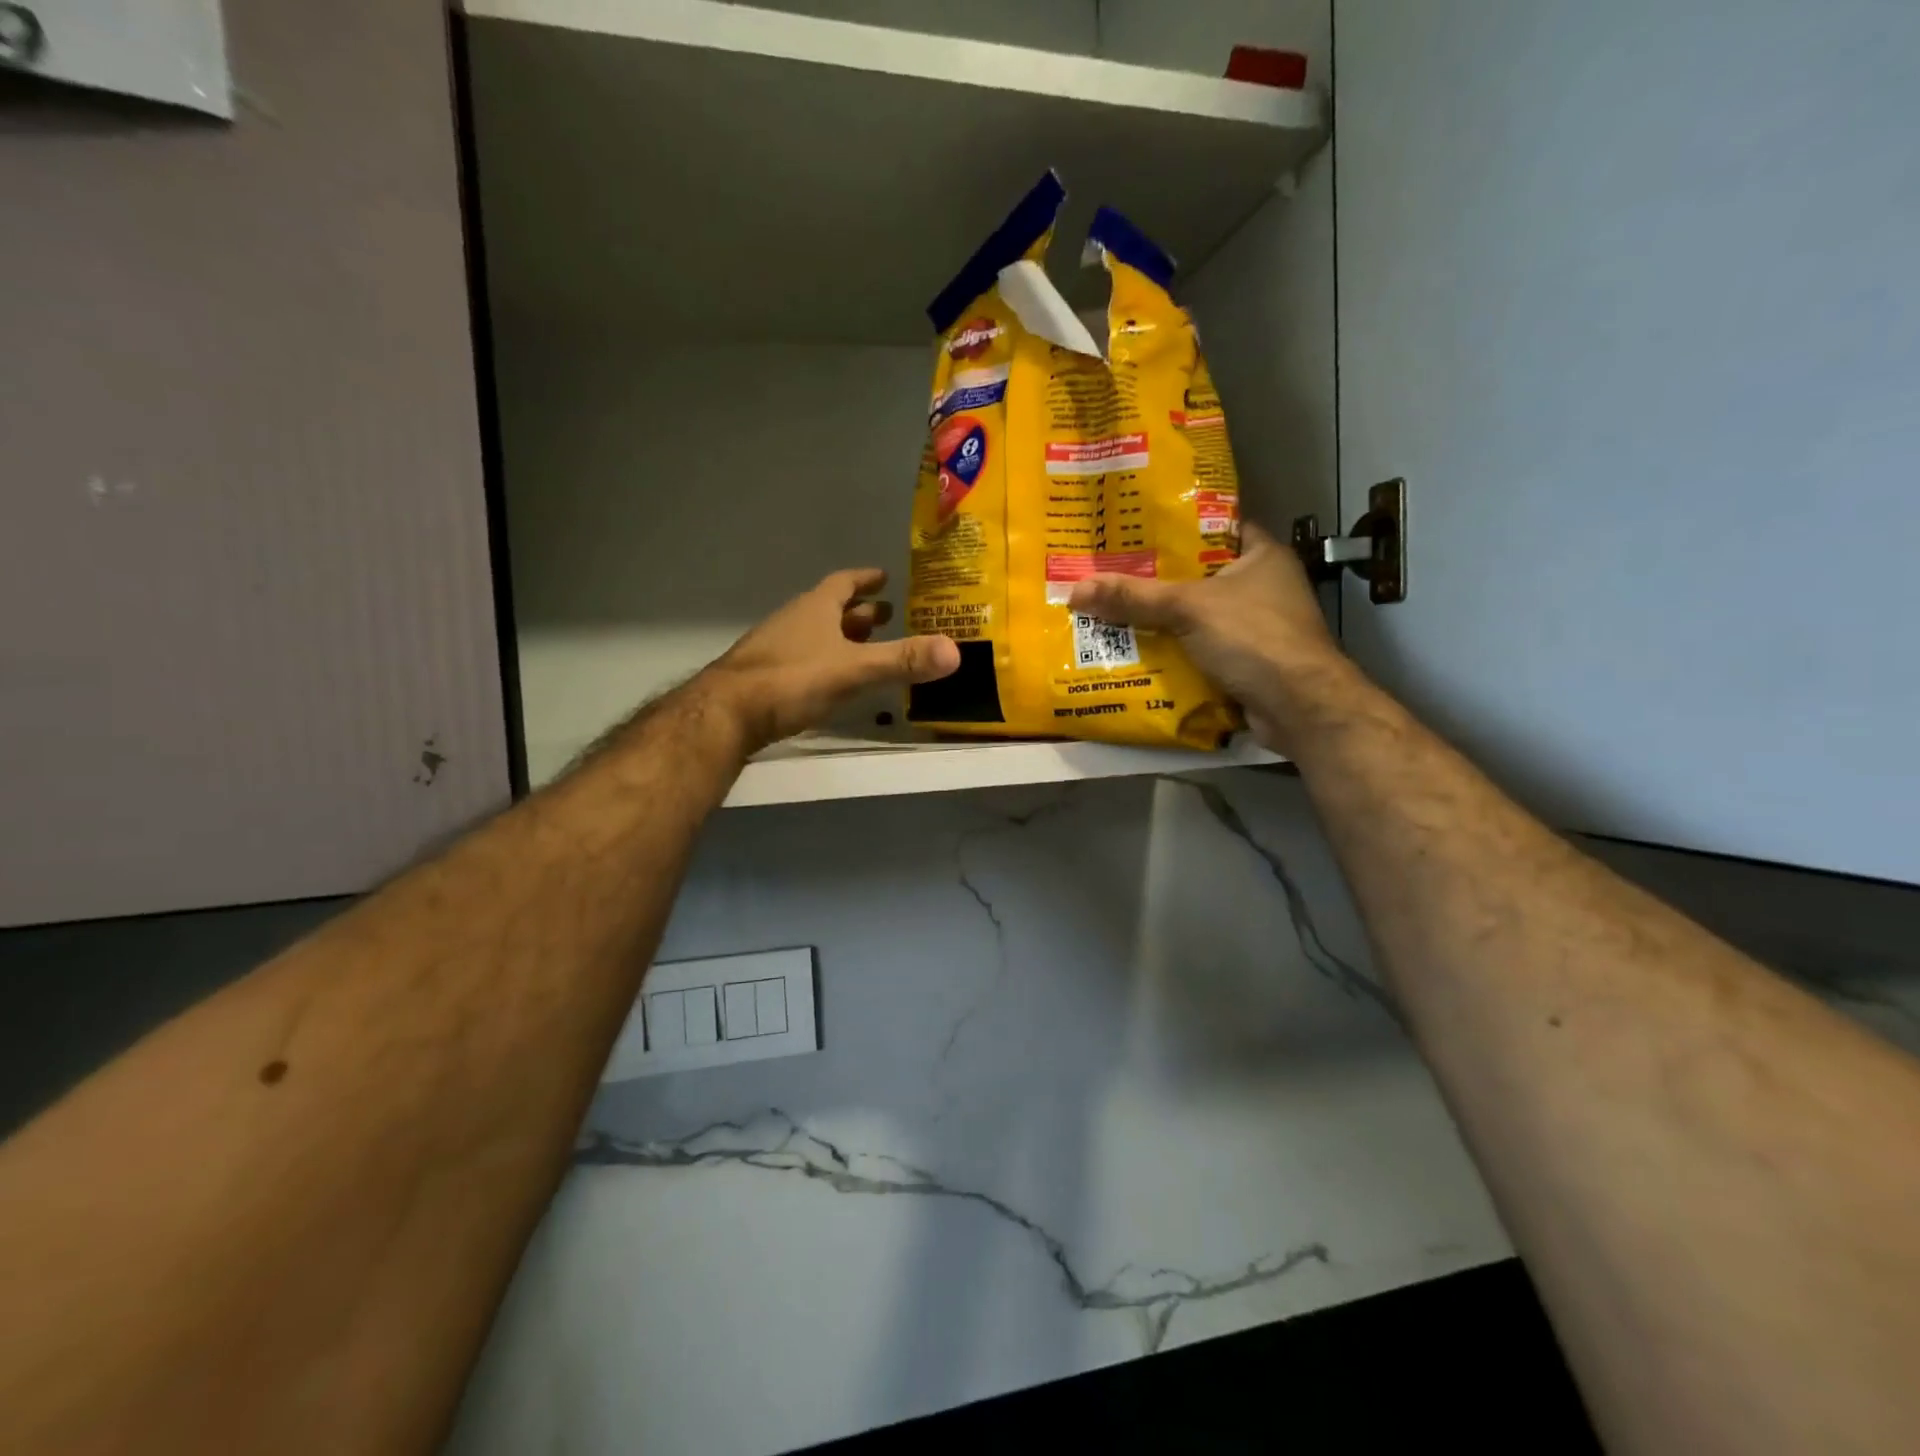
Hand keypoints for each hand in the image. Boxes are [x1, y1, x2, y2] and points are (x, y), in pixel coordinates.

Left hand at [693, 568, 959, 753]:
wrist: (726, 713)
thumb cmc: (791, 680)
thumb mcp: (853, 669)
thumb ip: (902, 660)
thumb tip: (956, 651)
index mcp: (815, 608)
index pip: (844, 583)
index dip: (865, 579)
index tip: (884, 576)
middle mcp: (795, 620)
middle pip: (831, 609)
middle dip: (860, 612)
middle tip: (888, 616)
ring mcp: (776, 648)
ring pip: (816, 634)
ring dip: (842, 637)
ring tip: (867, 647)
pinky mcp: (765, 676)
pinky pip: (804, 658)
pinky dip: (825, 661)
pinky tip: (834, 680)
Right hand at [1066, 524, 1354, 753]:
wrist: (1298, 707)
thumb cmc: (1253, 638)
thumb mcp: (1188, 609)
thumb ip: (1134, 598)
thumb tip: (1076, 590)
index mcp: (1261, 555)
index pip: (1214, 527)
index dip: (1176, 526)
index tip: (1134, 530)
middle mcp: (1261, 587)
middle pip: (1198, 576)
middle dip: (1157, 580)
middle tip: (1110, 574)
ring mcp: (1256, 627)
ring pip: (1197, 617)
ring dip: (1161, 621)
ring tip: (1112, 612)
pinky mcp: (1246, 663)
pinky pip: (1200, 650)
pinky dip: (1173, 653)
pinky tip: (1135, 652)